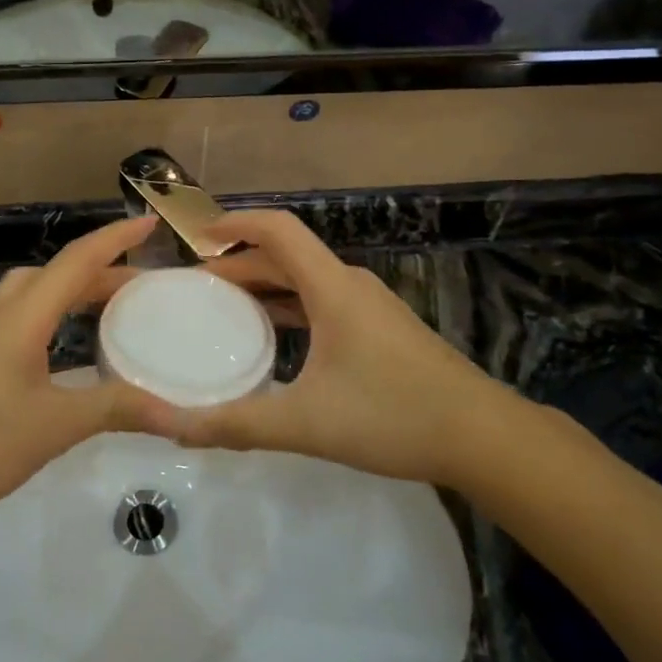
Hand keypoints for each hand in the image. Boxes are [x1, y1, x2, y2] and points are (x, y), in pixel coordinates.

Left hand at [0, 215, 172, 525]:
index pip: (77, 260)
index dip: (115, 238)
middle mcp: (2, 314)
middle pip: (56, 273)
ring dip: (73, 292)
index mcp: (24, 316)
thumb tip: (181, 416)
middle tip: (142, 287)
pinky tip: (65, 352)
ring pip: (35, 294)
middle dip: (102, 271)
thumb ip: (117, 410)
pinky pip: (22, 318)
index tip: (150, 222)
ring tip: (108, 312)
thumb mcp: (55, 425)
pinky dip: (53, 317)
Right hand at [161, 211, 520, 485]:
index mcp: (332, 287)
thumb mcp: (307, 423)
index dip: (235, 224)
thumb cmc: (394, 416)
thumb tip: (177, 428)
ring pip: (306, 280)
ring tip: (226, 309)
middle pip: (286, 255)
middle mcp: (350, 285)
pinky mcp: (382, 329)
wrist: (484, 437)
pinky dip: (290, 306)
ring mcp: (370, 306)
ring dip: (265, 286)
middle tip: (198, 288)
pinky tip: (276, 339)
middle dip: (239, 264)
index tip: (198, 238)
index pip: (277, 229)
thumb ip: (238, 424)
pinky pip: (323, 301)